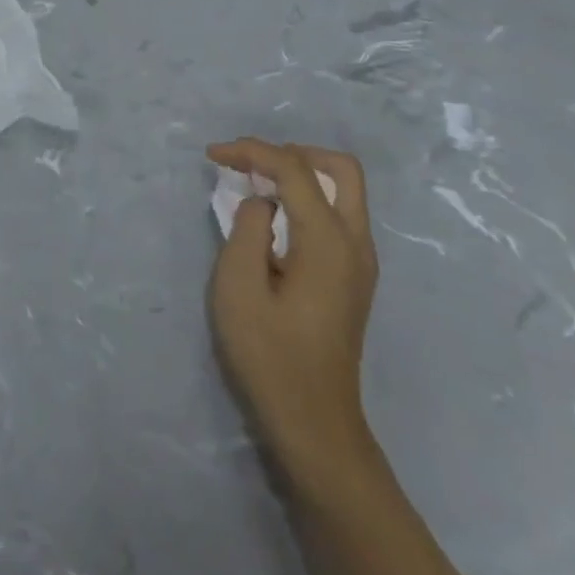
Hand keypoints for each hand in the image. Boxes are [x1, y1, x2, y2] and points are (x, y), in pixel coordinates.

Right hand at [207, 138, 379, 501]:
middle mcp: (356, 243)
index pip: (295, 170)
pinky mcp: (354, 277)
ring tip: (255, 183)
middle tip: (249, 161)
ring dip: (302, 174)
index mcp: (328, 241)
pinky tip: (275, 216)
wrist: (314, 423)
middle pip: (340, 168)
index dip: (252, 151)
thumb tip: (262, 204)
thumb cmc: (269, 356)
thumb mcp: (238, 287)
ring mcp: (361, 262)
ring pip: (344, 190)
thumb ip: (247, 228)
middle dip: (292, 152)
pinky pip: (339, 215)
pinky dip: (308, 198)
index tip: (213, 155)